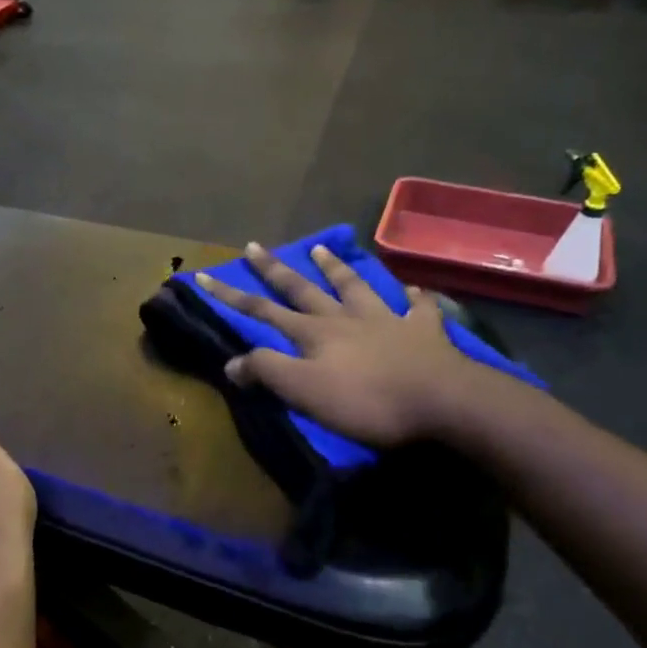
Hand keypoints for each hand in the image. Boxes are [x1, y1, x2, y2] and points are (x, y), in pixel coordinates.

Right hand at [194, 242, 503, 448]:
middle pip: (303, 290)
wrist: (442, 401)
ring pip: (355, 287)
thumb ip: (267, 372)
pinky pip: (418, 308)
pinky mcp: (424, 332)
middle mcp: (345, 318)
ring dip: (335, 268)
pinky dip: (413, 296)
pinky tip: (413, 287)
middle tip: (254, 246)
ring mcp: (387, 320)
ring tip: (320, 248)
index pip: (262, 311)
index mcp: (314, 333)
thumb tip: (231, 362)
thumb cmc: (367, 401)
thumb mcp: (305, 391)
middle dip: (274, 270)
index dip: (231, 296)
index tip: (204, 276)